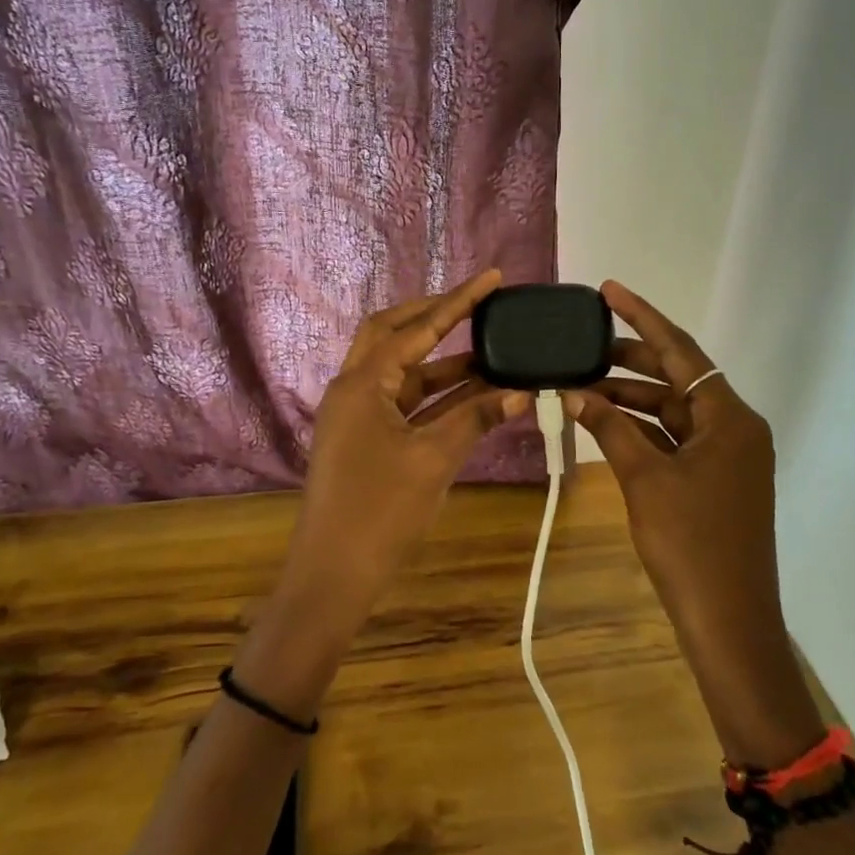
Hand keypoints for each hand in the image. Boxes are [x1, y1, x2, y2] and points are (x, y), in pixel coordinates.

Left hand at [282, 269, 527, 623]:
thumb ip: (476, 418)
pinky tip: (473, 394)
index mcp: (362, 384)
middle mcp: (353, 389)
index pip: (416, 328)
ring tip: (491, 352)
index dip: (457, 302)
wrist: (333, 575)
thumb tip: (521, 391)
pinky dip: (436, 395)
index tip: (490, 279)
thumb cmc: (380, 512)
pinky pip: (403, 403)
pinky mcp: (364, 439)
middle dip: (435, 316)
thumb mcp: (434, 460)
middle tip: (477, 305)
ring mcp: (356, 415)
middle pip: (394, 334)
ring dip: (443, 362)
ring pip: (402, 372)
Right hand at [566, 281, 820, 762]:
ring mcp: (728, 455)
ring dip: (631, 397)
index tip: (608, 290)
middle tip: (583, 345)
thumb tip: (574, 392)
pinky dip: (642, 429)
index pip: (682, 350)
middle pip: (678, 377)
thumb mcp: (644, 479)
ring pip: (673, 409)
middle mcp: (735, 427)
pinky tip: (605, 422)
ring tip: (582, 385)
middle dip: (630, 359)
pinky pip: (675, 438)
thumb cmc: (690, 545)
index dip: (642, 316)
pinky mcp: (716, 479)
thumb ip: (610, 428)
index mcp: (730, 417)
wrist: (728, 621)